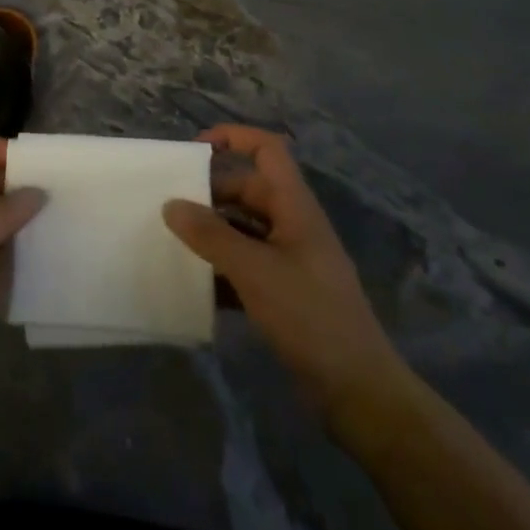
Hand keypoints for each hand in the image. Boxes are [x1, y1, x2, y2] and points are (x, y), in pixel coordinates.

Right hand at [163, 125, 409, 437]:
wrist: (359, 392)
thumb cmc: (310, 316)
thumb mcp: (254, 270)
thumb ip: (210, 235)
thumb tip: (171, 205)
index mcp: (295, 208)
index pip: (268, 151)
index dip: (234, 137)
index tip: (194, 149)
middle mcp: (293, 226)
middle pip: (248, 190)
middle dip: (210, 194)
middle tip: (170, 206)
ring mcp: (291, 261)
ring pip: (243, 230)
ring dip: (211, 233)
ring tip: (172, 241)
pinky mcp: (285, 294)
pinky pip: (245, 266)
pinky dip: (220, 269)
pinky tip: (193, 284)